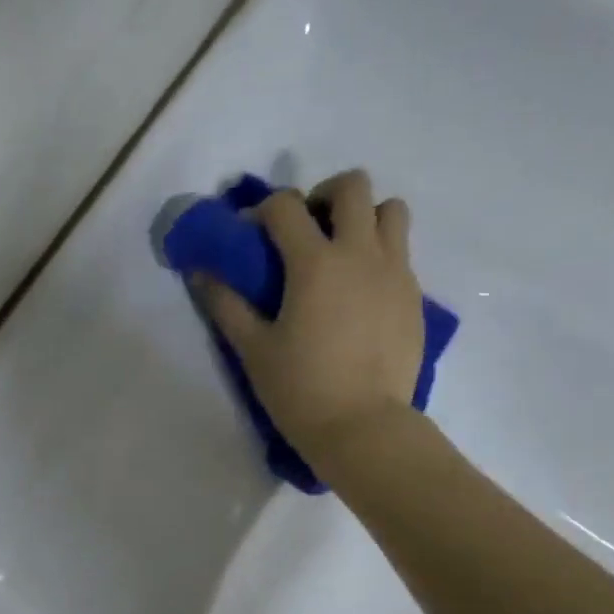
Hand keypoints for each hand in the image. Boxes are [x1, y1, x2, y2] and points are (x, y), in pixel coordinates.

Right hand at [200, 169, 425, 464]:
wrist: (362, 427)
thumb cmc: (300, 390)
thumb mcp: (253, 350)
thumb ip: (226, 305)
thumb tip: (200, 273)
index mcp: (315, 263)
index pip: (285, 206)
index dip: (261, 211)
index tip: (250, 235)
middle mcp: (360, 254)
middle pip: (352, 187)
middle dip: (323, 197)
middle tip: (306, 231)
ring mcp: (395, 272)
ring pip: (390, 210)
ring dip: (363, 218)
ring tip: (342, 253)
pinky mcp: (414, 296)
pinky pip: (401, 252)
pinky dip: (379, 255)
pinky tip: (359, 294)